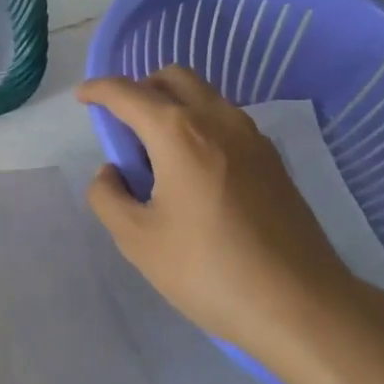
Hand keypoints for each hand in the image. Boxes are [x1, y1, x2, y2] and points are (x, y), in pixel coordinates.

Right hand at [77, 68, 376, 369]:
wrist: (301, 305)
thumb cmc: (208, 270)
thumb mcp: (137, 240)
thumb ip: (108, 196)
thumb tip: (112, 172)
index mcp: (178, 132)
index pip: (128, 93)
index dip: (98, 90)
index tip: (82, 97)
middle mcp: (217, 120)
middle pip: (172, 78)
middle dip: (140, 88)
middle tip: (123, 126)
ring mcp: (252, 137)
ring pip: (204, 96)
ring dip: (172, 106)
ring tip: (157, 154)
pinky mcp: (273, 159)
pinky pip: (225, 121)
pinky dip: (199, 125)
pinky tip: (194, 172)